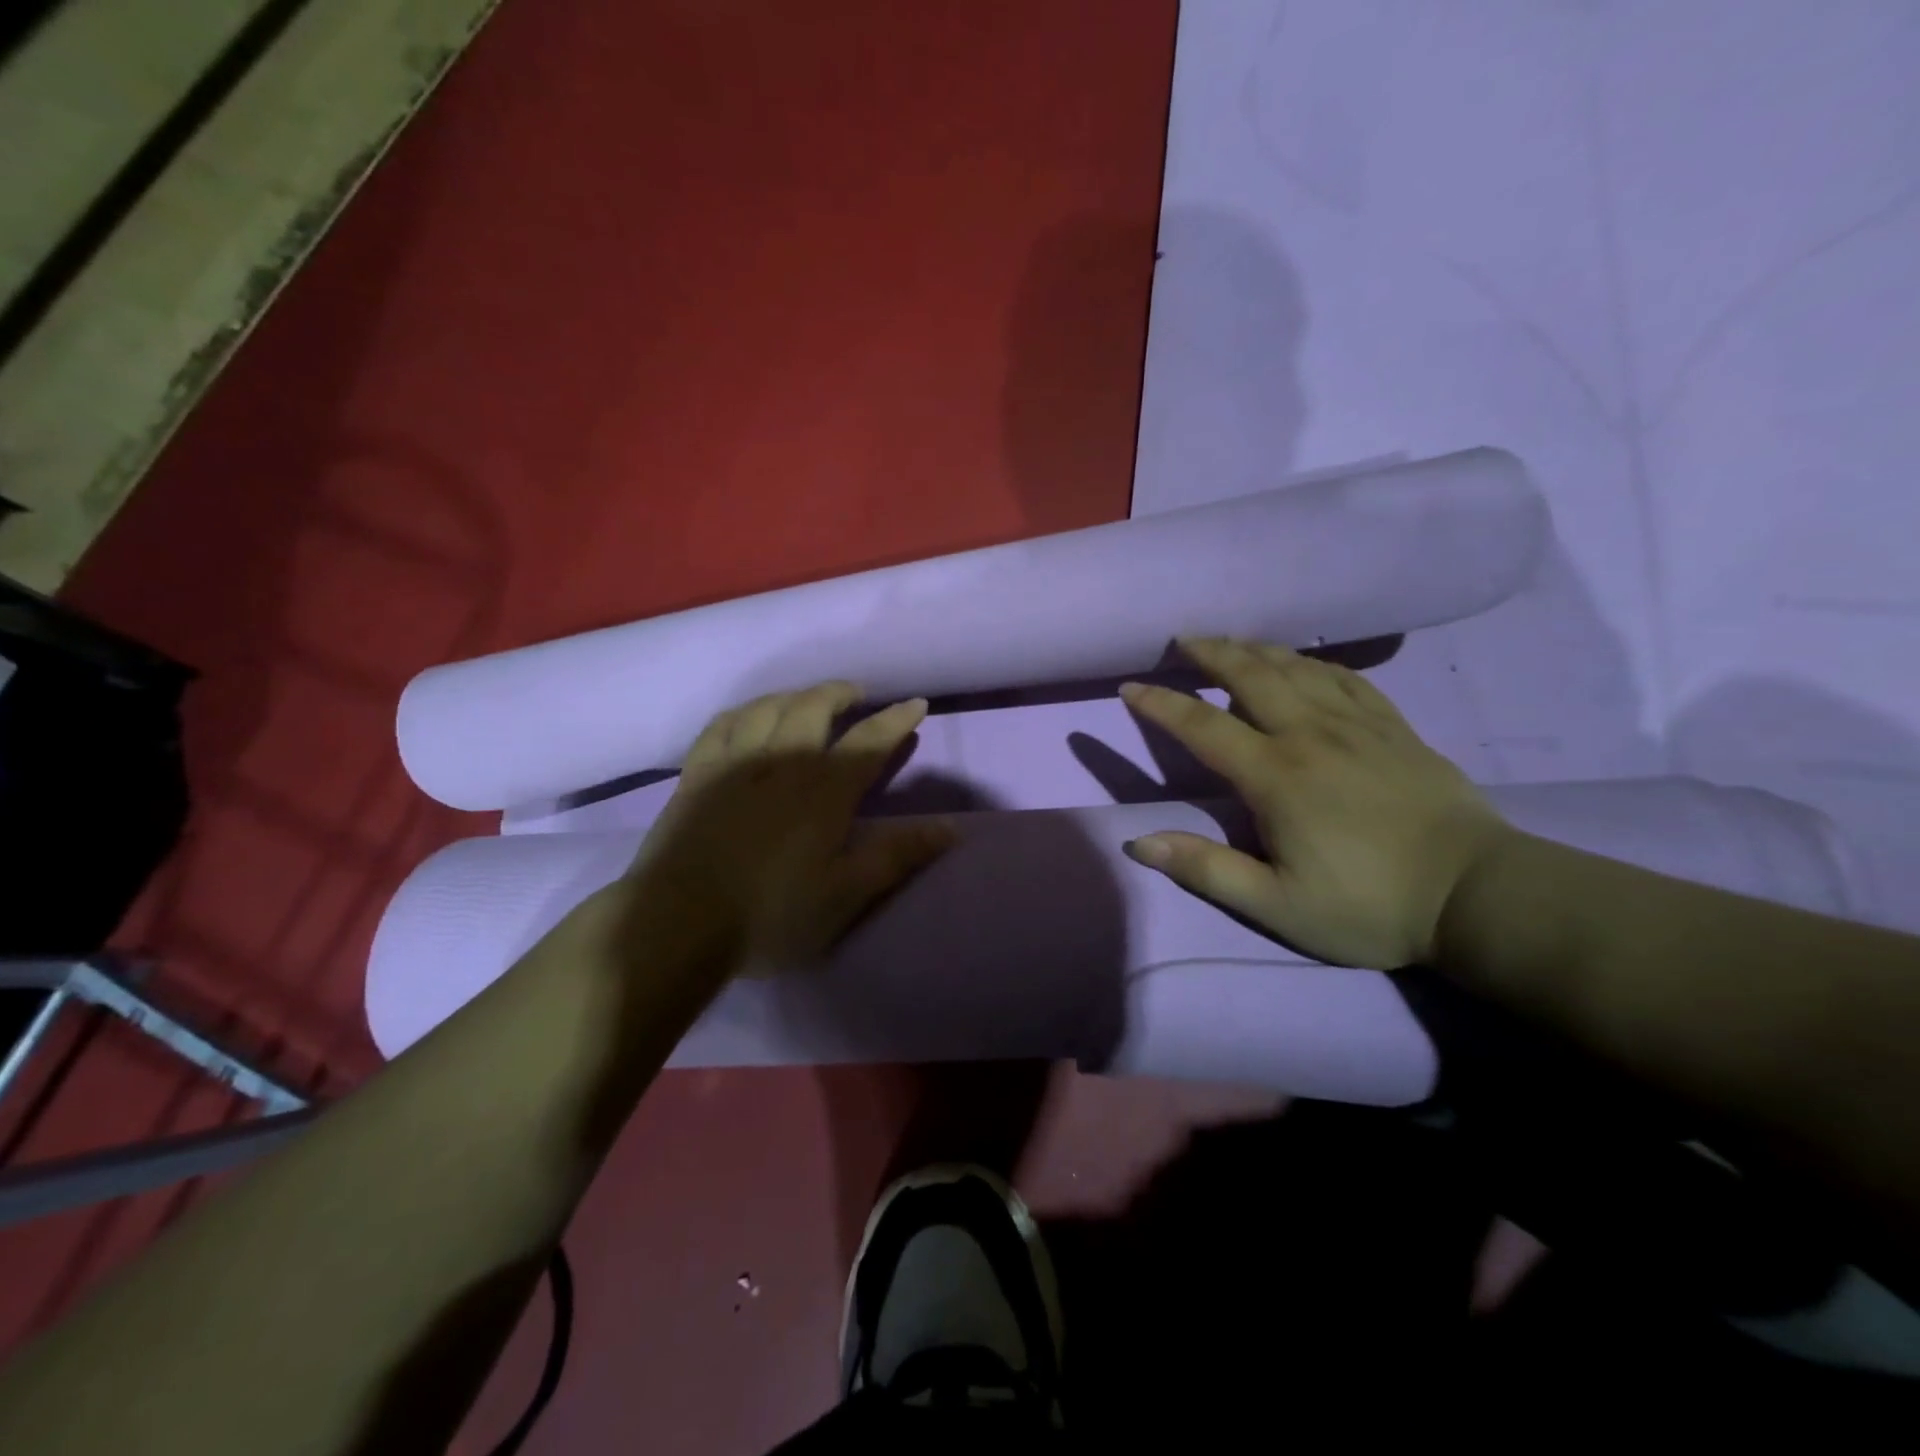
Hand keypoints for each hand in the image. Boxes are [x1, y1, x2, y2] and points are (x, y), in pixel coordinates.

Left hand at [612, 682, 953, 977]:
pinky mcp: (696, 774)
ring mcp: (734, 762)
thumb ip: (897, 856)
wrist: (677, 924)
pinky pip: (721, 724)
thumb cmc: (770, 915)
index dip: (896, 719)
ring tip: (808, 698)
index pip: (869, 740)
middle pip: (814, 706)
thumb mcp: (845, 895)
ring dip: (795, 694)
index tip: (916, 703)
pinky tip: (749, 715)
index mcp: (824, 790)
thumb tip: (952, 827)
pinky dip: (744, 711)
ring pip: (768, 706)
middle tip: (857, 694)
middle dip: (841, 692)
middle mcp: (781, 761)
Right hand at [1119, 638, 1512, 968]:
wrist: (1478, 896)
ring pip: (1297, 668)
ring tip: (1232, 643)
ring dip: (1256, 649)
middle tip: (1183, 640)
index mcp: (1275, 775)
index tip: (1130, 687)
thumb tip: (1138, 842)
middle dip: (1211, 652)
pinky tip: (1304, 663)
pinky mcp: (1394, 728)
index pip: (1202, 726)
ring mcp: (1358, 725)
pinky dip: (1313, 662)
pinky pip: (1346, 678)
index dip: (1161, 704)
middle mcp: (1310, 735)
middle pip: (1251, 675)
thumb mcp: (1276, 905)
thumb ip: (1205, 869)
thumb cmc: (1368, 905)